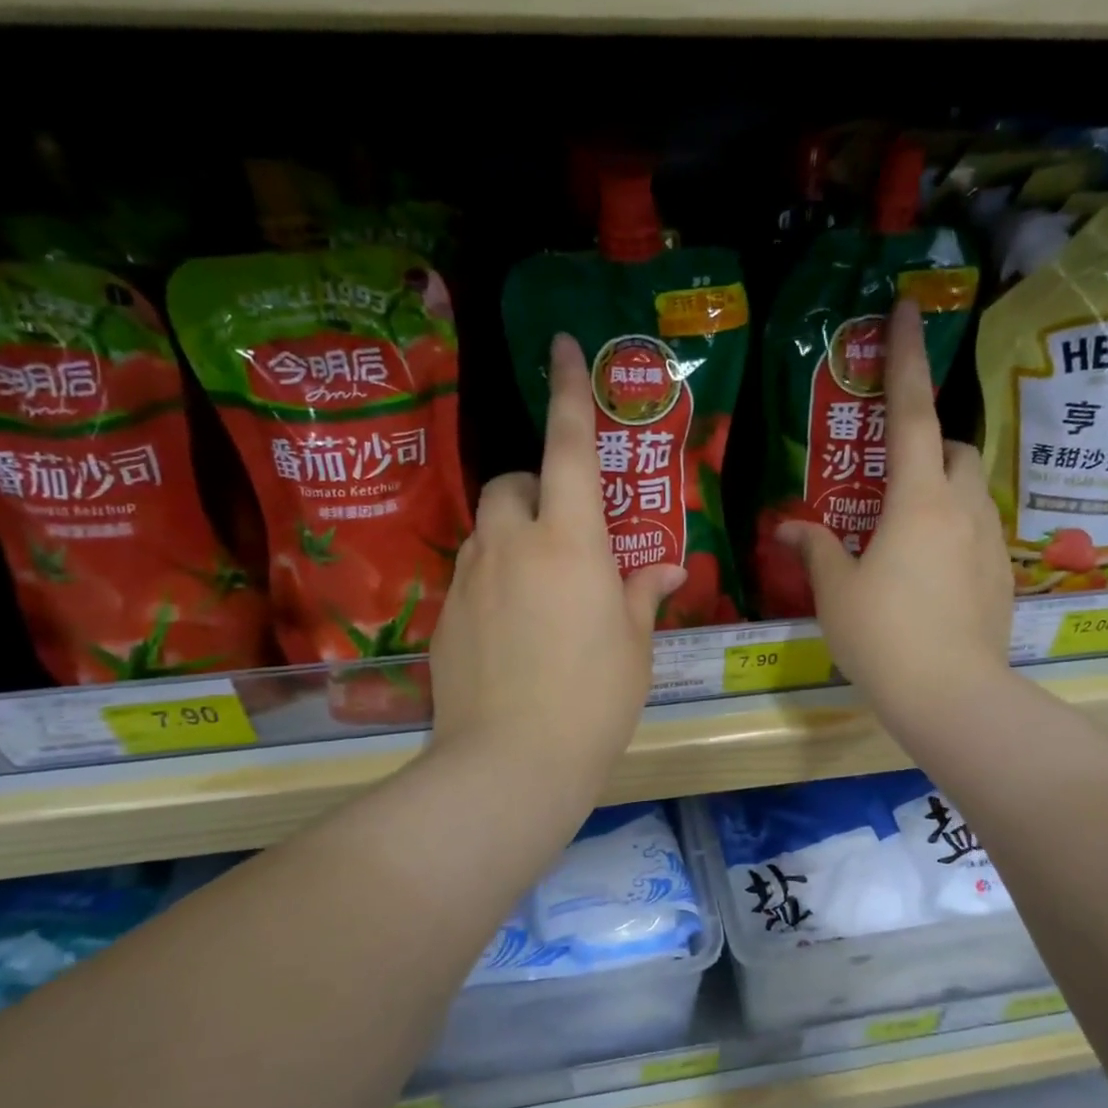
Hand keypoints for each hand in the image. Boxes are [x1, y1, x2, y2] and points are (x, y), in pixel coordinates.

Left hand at [429, 334, 684, 795]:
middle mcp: (511, 544)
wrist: (511, 762)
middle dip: (536, 488)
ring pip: (488, 528)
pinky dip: (494, 578)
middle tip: (566, 532)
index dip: (569, 393)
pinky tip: (514, 630)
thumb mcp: (633, 646)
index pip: (569, 448)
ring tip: (541, 587)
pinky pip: (471, 573)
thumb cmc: (593, 700)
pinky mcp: (446, 615)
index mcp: (570, 543)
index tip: (562, 345)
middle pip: (512, 482)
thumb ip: (641, 595)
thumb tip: (661, 569)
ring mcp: (470, 578)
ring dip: (514, 535)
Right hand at [776, 299, 1013, 722]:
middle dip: (926, 442)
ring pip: (969, 489)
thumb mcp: (836, 592)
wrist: (951, 695)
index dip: (905, 360)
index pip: (910, 414)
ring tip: (905, 527)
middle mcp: (961, 509)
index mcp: (916, 501)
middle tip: (889, 472)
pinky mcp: (1001, 576)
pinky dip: (953, 529)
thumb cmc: (883, 637)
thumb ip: (816, 549)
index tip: (907, 311)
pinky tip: (928, 570)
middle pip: (952, 449)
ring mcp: (989, 543)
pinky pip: (977, 531)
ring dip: (940, 487)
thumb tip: (789, 525)